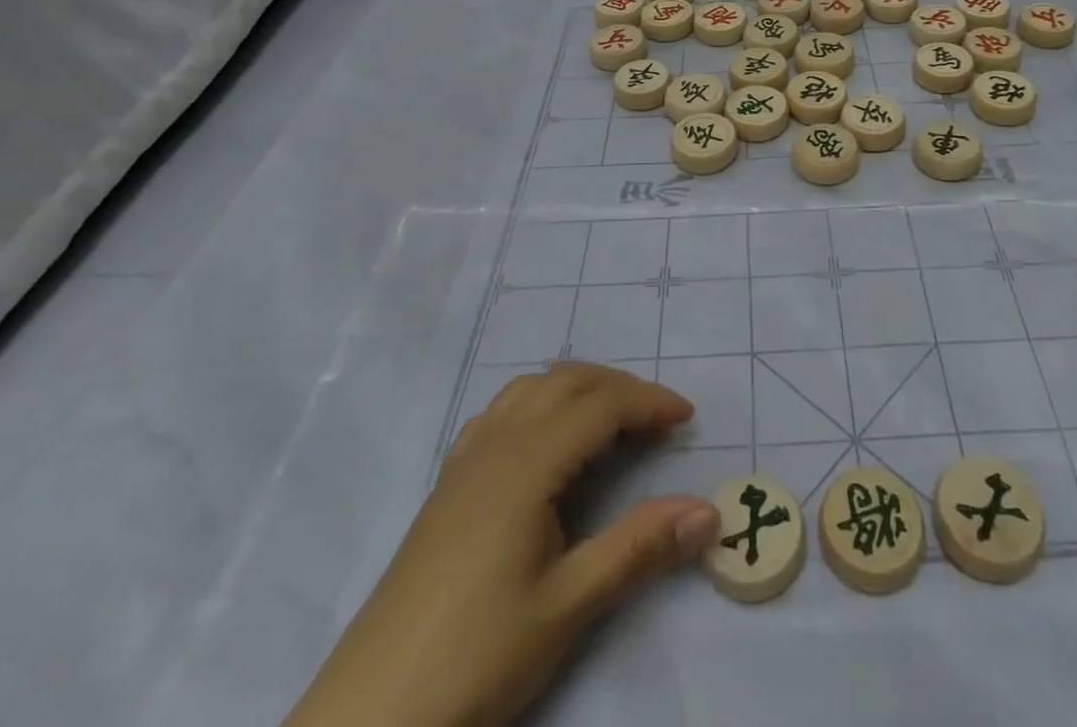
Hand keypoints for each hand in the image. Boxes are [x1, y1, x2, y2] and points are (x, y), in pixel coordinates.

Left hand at [284, 363, 719, 726]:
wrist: (369, 715)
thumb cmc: (476, 656)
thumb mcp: (568, 606)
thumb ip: (639, 549)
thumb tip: (708, 512)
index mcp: (528, 461)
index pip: (601, 405)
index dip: (648, 402)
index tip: (686, 418)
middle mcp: (496, 443)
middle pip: (567, 382)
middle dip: (619, 388)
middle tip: (658, 418)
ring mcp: (465, 460)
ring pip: (531, 389)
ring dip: (577, 389)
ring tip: (610, 421)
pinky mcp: (447, 484)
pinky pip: (500, 413)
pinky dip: (537, 404)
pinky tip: (543, 442)